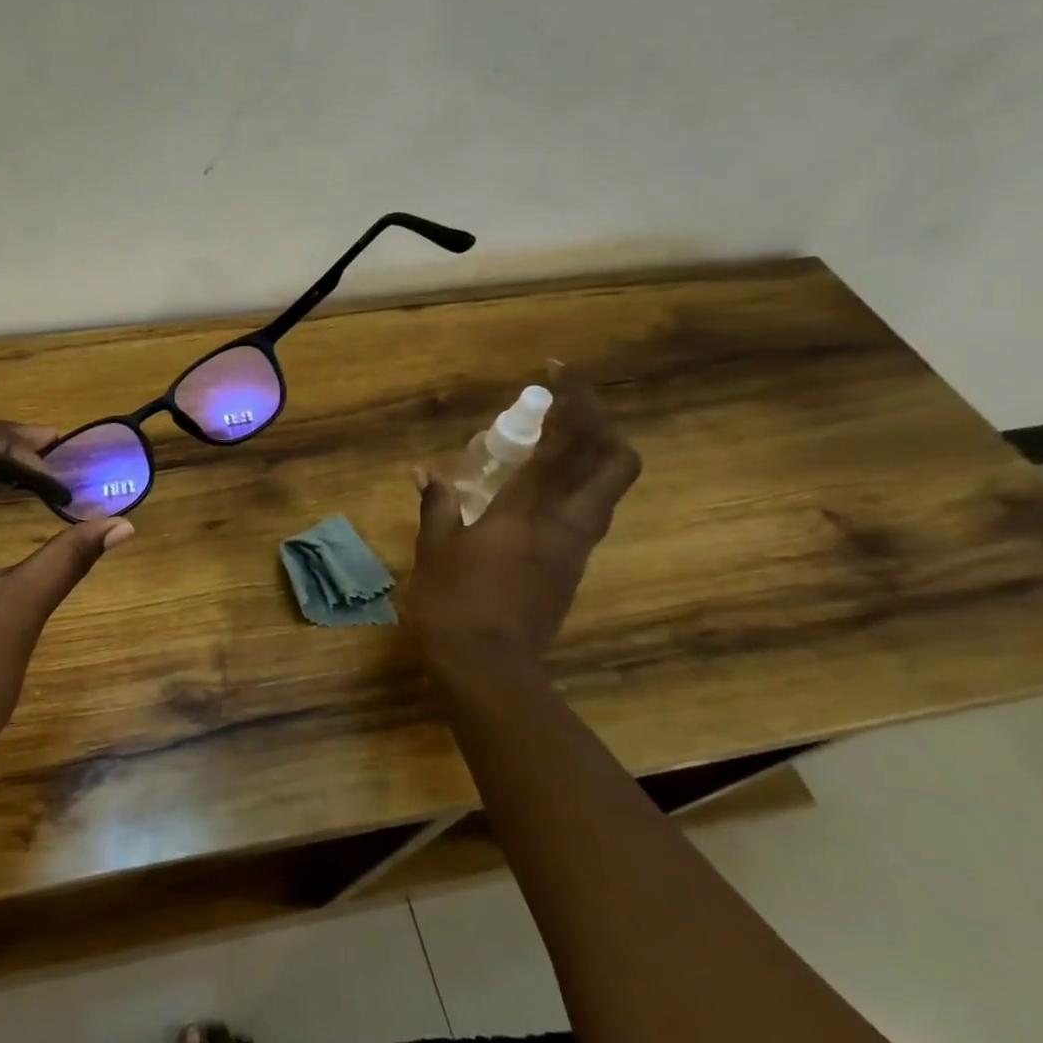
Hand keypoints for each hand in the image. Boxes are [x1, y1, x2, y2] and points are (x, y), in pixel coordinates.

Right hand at [408, 374, 639, 682]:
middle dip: (602, 424)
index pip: (567, 443)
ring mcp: (576, 549)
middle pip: (616, 462)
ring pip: (606, 489)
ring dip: (591, 456)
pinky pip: (585, 514)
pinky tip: (538, 493)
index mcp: (530, 511)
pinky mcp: (572, 571)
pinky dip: (573, 489)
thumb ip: (438, 505)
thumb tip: (426, 471)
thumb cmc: (453, 603)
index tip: (559, 373)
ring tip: (552, 444)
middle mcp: (566, 523)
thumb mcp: (435, 550)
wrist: (488, 669)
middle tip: (568, 409)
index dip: (573, 401)